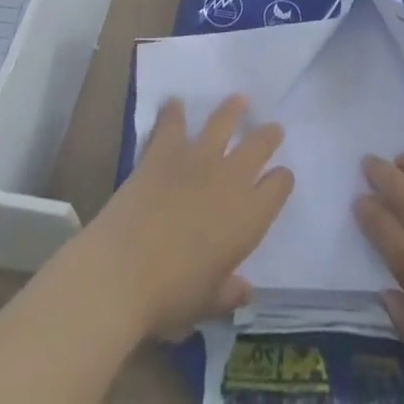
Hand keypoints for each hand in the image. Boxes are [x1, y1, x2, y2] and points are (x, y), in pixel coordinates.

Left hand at [82, 96, 293, 338]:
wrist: (122, 272)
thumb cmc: (169, 297)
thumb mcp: (205, 303)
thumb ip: (228, 293)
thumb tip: (245, 291)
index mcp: (248, 216)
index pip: (279, 187)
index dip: (281, 182)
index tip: (280, 180)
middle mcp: (231, 178)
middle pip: (259, 145)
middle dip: (268, 135)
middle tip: (272, 128)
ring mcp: (198, 158)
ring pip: (223, 121)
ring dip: (232, 109)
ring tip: (238, 100)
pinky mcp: (165, 150)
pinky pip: (172, 123)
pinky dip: (173, 112)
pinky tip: (174, 102)